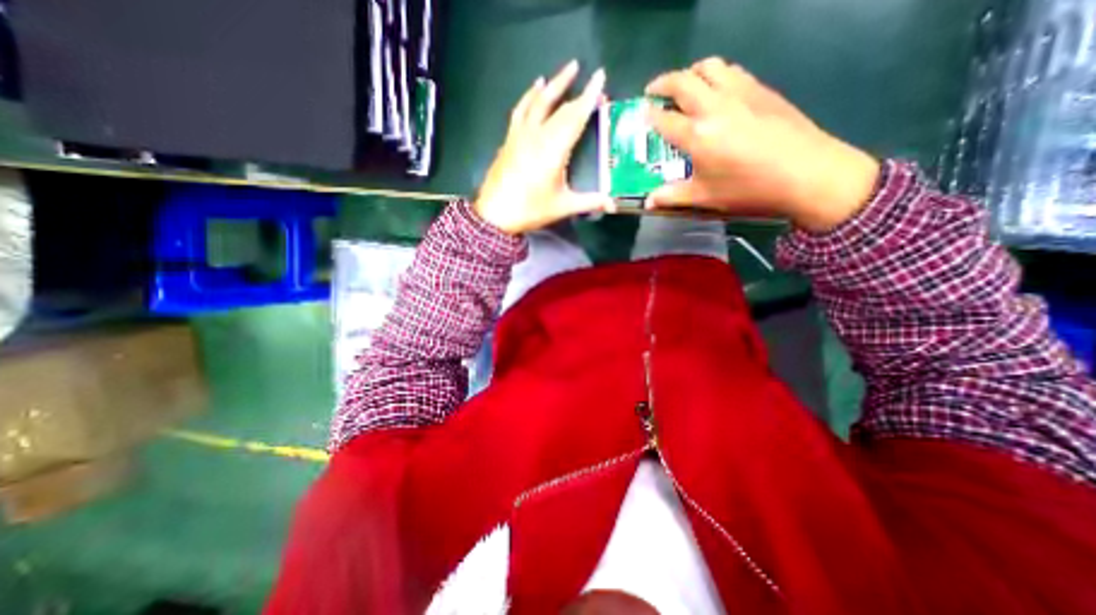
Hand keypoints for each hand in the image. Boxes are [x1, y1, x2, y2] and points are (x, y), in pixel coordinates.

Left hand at [474, 61, 615, 231]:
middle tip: (592, 81)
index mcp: (554, 150)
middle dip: (579, 93)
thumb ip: (589, 202)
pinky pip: (521, 110)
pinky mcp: (510, 138)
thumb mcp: (563, 206)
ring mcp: (521, 134)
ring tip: (568, 69)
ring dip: (555, 84)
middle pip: (561, 108)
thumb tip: (613, 204)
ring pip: (539, 101)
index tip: (600, 77)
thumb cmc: (530, 210)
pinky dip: (530, 95)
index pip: (575, 117)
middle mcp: (538, 135)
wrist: (495, 214)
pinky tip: (535, 86)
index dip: (589, 96)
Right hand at [644, 56, 880, 231]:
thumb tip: (648, 202)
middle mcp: (714, 107)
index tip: (640, 114)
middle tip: (653, 92)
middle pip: (682, 81)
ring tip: (684, 86)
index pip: (664, 119)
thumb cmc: (749, 189)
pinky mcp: (761, 89)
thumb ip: (673, 196)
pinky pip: (732, 71)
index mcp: (697, 135)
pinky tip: (717, 89)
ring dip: (690, 72)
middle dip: (662, 83)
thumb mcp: (705, 197)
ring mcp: (740, 93)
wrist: (807, 173)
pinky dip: (716, 74)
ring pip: (709, 67)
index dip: (648, 116)